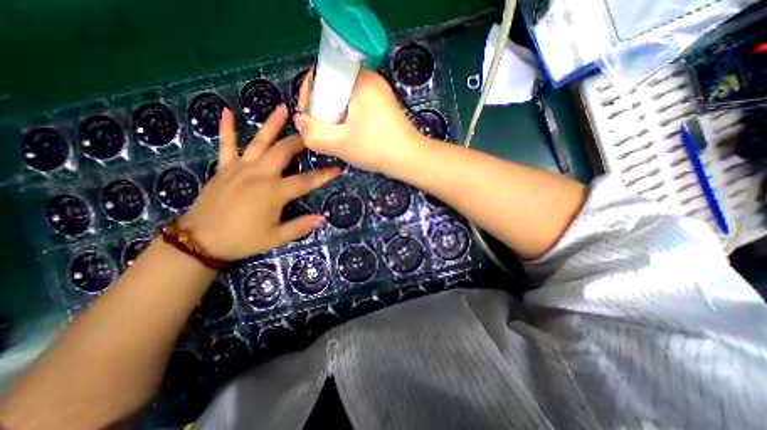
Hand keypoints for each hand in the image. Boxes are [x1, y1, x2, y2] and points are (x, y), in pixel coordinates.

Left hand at [178, 106, 338, 260]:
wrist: (200, 241)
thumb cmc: (243, 240)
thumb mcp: (276, 238)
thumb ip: (300, 226)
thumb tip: (322, 218)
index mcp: (274, 192)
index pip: (306, 181)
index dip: (324, 175)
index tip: (338, 167)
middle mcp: (260, 174)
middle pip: (284, 152)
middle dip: (300, 141)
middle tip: (313, 132)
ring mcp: (240, 168)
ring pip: (259, 141)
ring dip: (271, 124)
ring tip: (282, 108)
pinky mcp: (224, 168)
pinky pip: (226, 145)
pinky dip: (226, 129)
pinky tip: (225, 111)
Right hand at [295, 69, 425, 174]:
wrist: (411, 159)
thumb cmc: (377, 149)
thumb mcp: (340, 144)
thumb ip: (312, 133)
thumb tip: (300, 121)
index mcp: (359, 80)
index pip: (321, 75)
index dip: (309, 96)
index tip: (310, 118)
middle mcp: (370, 79)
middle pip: (333, 87)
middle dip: (324, 109)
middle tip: (325, 131)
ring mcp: (379, 92)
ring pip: (345, 99)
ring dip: (336, 116)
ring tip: (338, 136)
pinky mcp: (384, 105)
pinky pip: (358, 105)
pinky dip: (350, 118)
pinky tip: (352, 135)